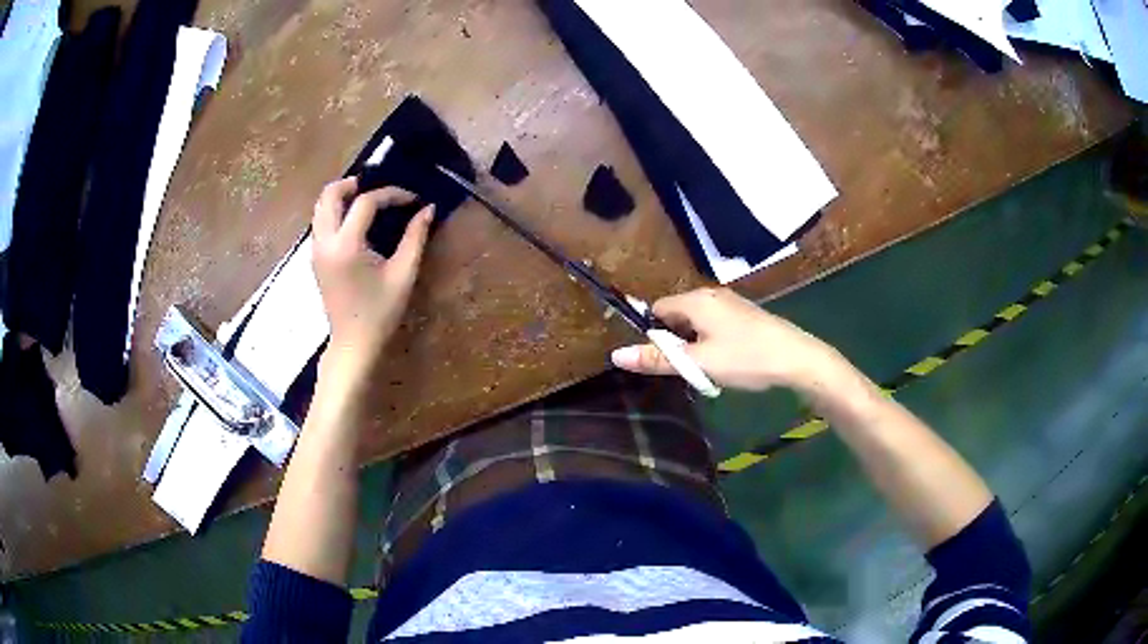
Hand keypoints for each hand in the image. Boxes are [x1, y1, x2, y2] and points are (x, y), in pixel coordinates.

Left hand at [312, 178, 432, 373]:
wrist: (354, 343)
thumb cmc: (381, 312)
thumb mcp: (403, 274)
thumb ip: (415, 237)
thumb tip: (428, 209)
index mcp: (346, 245)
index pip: (366, 203)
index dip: (391, 194)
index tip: (412, 199)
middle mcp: (325, 242)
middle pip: (330, 195)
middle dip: (353, 184)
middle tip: (377, 187)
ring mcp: (316, 250)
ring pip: (320, 207)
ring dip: (341, 196)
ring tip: (366, 200)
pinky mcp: (315, 258)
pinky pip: (320, 222)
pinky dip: (335, 211)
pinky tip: (355, 220)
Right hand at [611, 288, 843, 392]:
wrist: (797, 358)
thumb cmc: (746, 358)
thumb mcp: (699, 363)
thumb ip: (658, 360)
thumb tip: (616, 355)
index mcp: (696, 300)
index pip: (658, 309)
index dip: (653, 335)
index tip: (661, 360)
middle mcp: (711, 295)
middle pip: (677, 314)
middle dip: (676, 342)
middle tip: (688, 369)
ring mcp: (731, 303)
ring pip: (697, 322)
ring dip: (695, 344)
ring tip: (708, 370)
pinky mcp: (745, 315)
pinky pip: (715, 325)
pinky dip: (712, 342)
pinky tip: (727, 362)